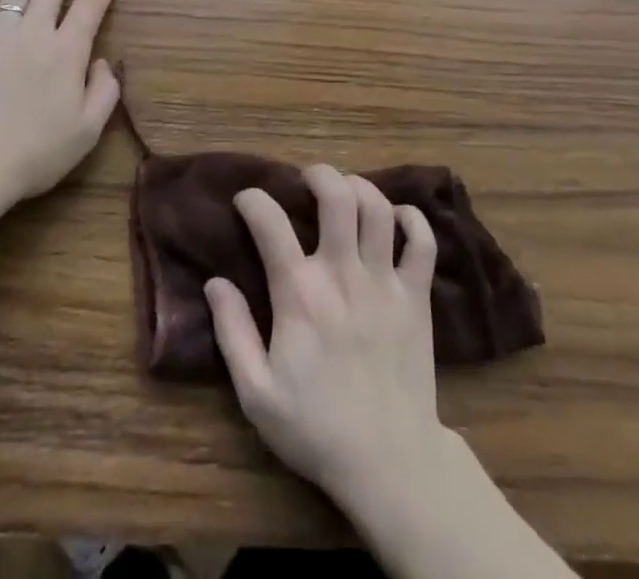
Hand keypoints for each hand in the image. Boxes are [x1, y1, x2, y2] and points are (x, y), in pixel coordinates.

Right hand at [204, 165, 452, 507]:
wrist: (389, 462)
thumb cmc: (316, 428)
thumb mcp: (256, 393)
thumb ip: (233, 333)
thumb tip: (215, 282)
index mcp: (300, 296)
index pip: (271, 224)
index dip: (254, 201)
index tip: (247, 200)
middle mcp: (343, 275)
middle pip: (337, 196)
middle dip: (319, 174)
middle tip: (307, 179)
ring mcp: (385, 282)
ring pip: (378, 209)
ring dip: (360, 188)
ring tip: (347, 192)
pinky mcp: (416, 296)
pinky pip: (423, 242)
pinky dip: (412, 219)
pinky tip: (397, 217)